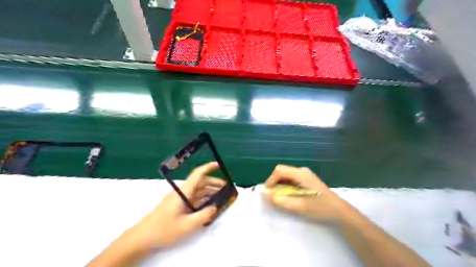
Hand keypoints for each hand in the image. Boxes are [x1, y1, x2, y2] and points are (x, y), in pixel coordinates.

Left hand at [125, 163, 224, 249]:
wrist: (143, 237)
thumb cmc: (164, 229)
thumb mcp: (187, 225)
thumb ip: (204, 215)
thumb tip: (215, 207)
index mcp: (183, 192)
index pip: (197, 175)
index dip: (208, 168)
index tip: (219, 165)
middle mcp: (182, 192)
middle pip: (200, 182)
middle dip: (214, 183)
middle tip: (227, 187)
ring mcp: (180, 199)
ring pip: (198, 191)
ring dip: (210, 192)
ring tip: (221, 196)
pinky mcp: (178, 205)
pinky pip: (194, 199)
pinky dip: (203, 199)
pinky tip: (210, 205)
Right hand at [266, 165, 350, 220]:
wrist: (338, 209)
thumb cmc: (320, 207)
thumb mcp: (300, 206)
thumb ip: (282, 200)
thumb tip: (266, 195)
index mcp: (301, 174)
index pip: (279, 170)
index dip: (271, 180)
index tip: (268, 193)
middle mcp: (302, 170)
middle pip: (282, 171)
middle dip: (274, 182)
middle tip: (274, 195)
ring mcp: (305, 174)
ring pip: (286, 174)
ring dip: (280, 184)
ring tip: (281, 196)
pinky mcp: (306, 178)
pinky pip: (291, 178)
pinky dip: (286, 185)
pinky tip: (290, 195)